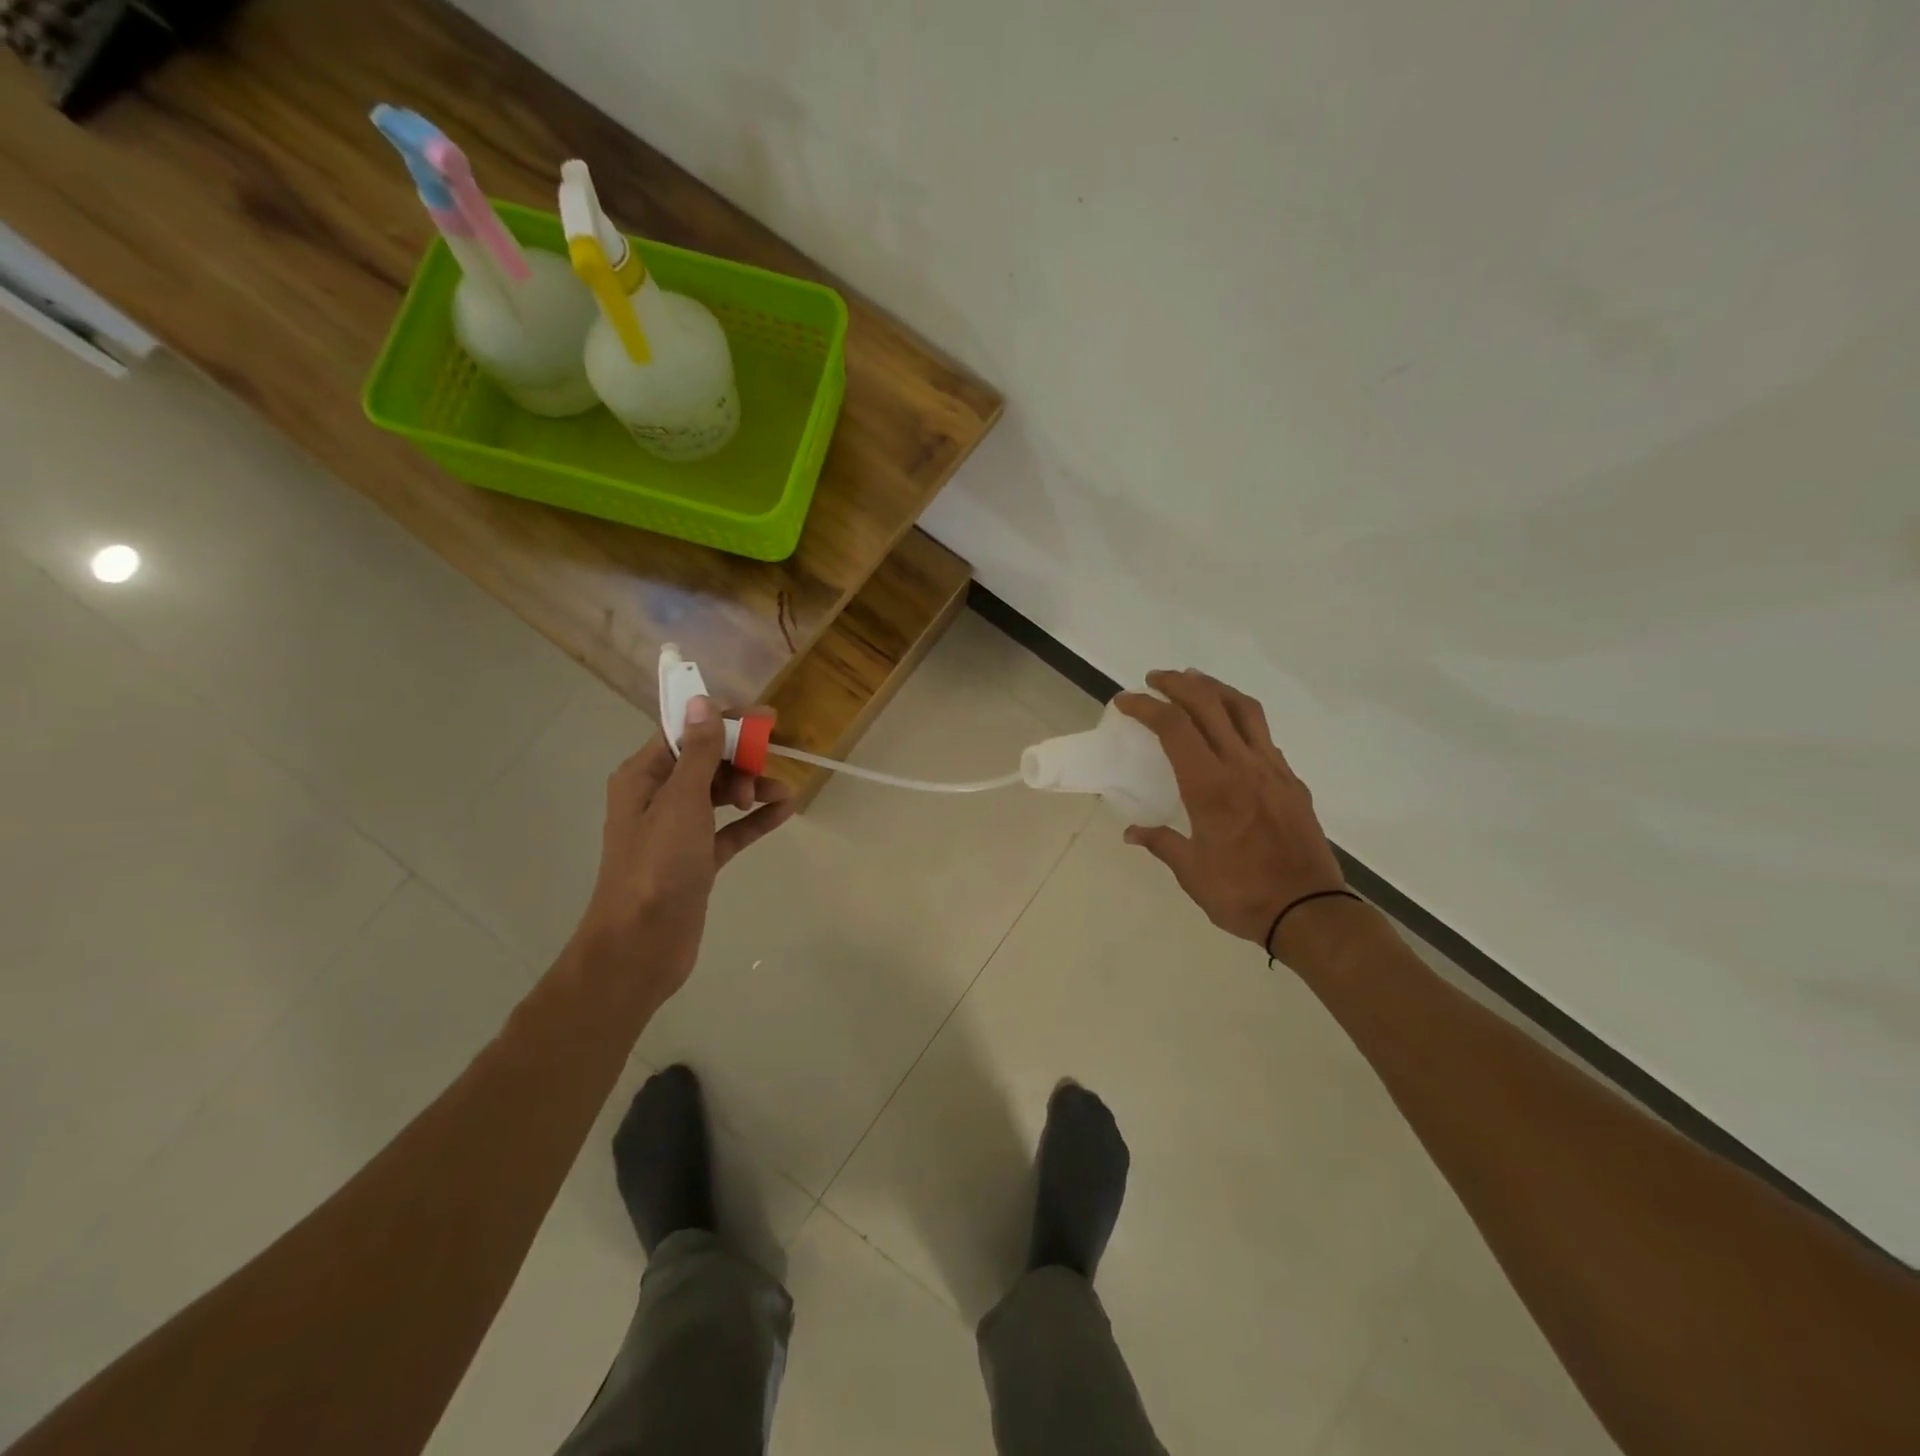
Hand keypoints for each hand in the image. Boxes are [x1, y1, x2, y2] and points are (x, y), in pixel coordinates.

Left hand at [570, 696, 794, 1006]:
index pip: (686, 733)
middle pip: (706, 762)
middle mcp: (658, 798)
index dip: (724, 722)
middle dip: (740, 760)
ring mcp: (678, 831)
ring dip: (752, 789)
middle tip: (765, 770)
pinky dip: (754, 820)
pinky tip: (784, 811)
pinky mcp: (697, 860)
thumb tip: (702, 701)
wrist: (640, 946)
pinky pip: (731, 830)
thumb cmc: (656, 866)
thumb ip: (697, 753)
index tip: (766, 719)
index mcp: (643, 777)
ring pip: (721, 795)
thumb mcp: (680, 802)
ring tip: (781, 795)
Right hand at [1116, 670, 1348, 955]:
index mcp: (1210, 787)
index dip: (1147, 707)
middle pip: (1208, 704)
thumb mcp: (1191, 872)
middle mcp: (1242, 766)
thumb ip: (1162, 843)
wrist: (1310, 910)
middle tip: (1154, 679)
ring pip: (1243, 709)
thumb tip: (1133, 833)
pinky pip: (1263, 734)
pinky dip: (1240, 718)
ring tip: (1194, 682)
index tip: (1126, 701)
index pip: (1174, 728)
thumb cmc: (1242, 893)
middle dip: (1177, 683)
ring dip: (1214, 688)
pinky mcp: (1291, 781)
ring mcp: (1272, 769)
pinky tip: (1229, 729)